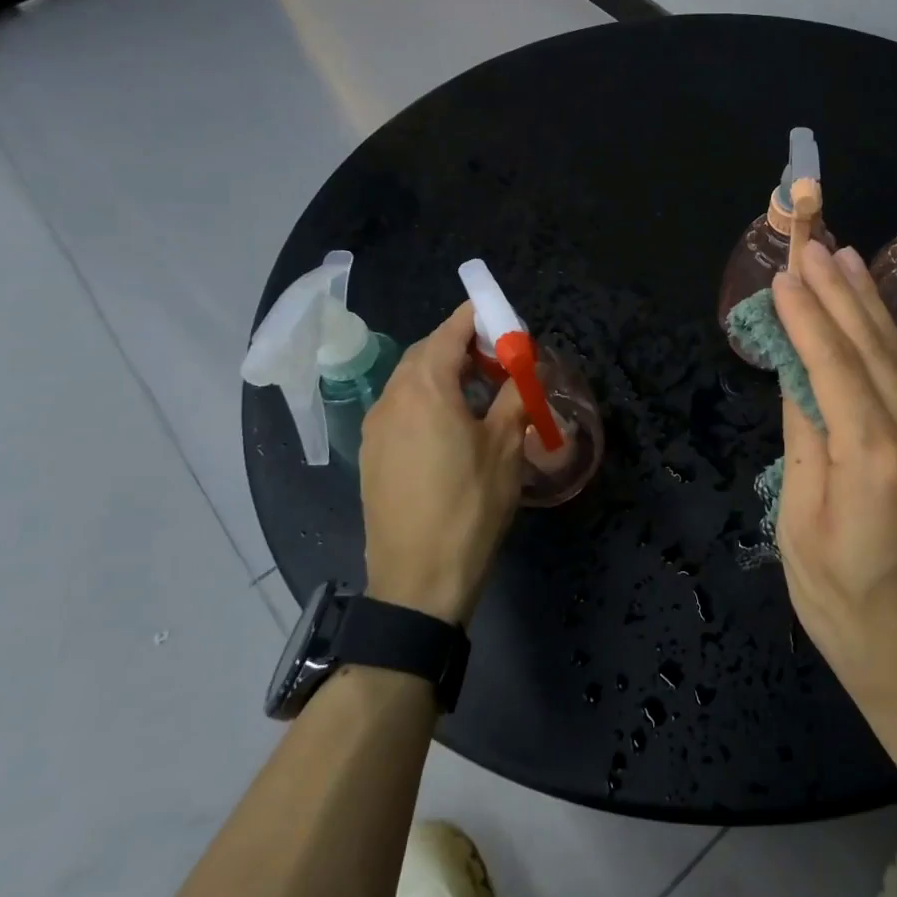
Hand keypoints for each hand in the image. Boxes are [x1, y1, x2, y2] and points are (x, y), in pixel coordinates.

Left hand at [358, 301, 526, 623]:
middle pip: (426, 352)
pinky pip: (400, 408)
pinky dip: (426, 400)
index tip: (504, 320)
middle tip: (499, 361)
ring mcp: (375, 427)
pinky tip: (451, 427)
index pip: (450, 331)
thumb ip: (514, 397)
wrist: (419, 578)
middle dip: (462, 346)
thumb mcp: (505, 447)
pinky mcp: (371, 454)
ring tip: (480, 394)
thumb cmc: (470, 505)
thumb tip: (525, 370)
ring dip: (444, 374)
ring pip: (410, 381)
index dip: (478, 318)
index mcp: (425, 388)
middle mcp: (391, 397)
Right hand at [772, 240, 896, 730]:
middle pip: (873, 351)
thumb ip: (803, 451)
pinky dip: (887, 351)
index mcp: (871, 459)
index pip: (832, 366)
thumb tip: (799, 388)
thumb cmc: (850, 616)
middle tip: (818, 245)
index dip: (807, 315)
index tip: (786, 272)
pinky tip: (874, 330)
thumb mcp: (801, 535)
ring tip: (848, 263)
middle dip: (842, 294)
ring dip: (870, 311)